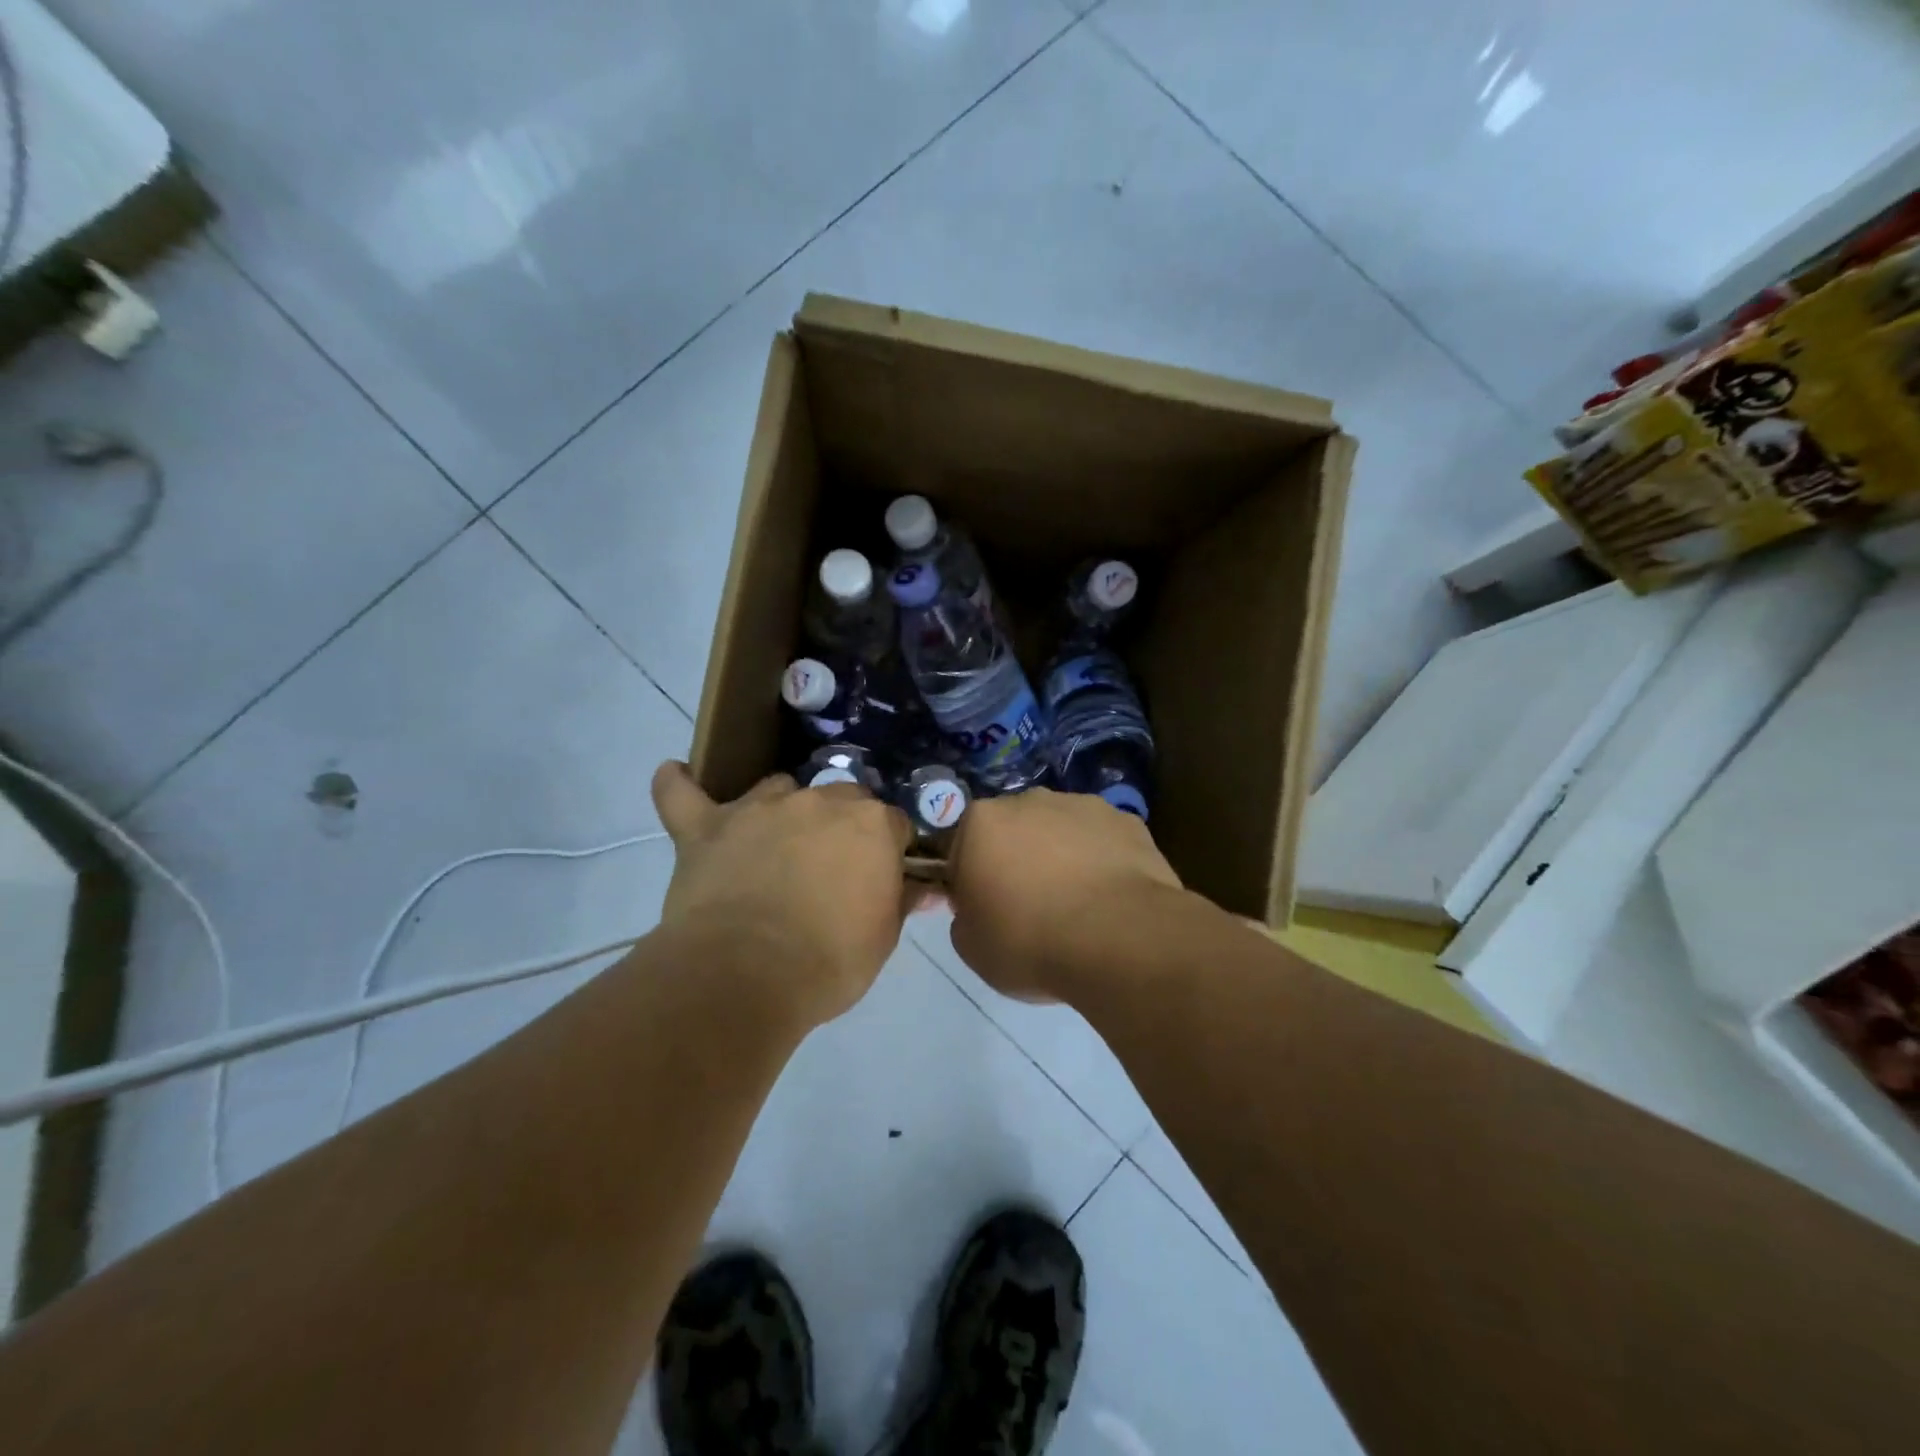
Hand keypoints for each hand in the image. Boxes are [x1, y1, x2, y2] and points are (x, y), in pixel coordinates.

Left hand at [652, 762, 914, 1025]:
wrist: (746, 976)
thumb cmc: (829, 962)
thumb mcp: (882, 939)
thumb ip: (902, 902)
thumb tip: (930, 888)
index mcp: (870, 825)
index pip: (892, 823)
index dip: (889, 849)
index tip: (884, 875)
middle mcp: (818, 802)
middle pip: (840, 797)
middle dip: (842, 824)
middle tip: (832, 866)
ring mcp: (757, 808)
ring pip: (776, 788)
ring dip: (780, 808)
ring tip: (774, 842)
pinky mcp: (706, 827)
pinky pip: (682, 794)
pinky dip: (679, 785)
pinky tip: (677, 775)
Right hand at [946, 787, 1181, 1002]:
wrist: (1120, 939)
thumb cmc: (1031, 942)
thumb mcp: (971, 947)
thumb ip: (965, 916)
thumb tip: (980, 909)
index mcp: (981, 822)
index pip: (963, 847)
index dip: (971, 880)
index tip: (985, 911)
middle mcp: (1029, 800)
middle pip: (1013, 830)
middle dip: (1017, 860)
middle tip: (1030, 908)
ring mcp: (1082, 805)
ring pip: (1060, 830)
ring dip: (1061, 857)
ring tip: (1077, 906)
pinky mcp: (1126, 820)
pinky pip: (1102, 841)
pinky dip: (1102, 862)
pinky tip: (1111, 899)